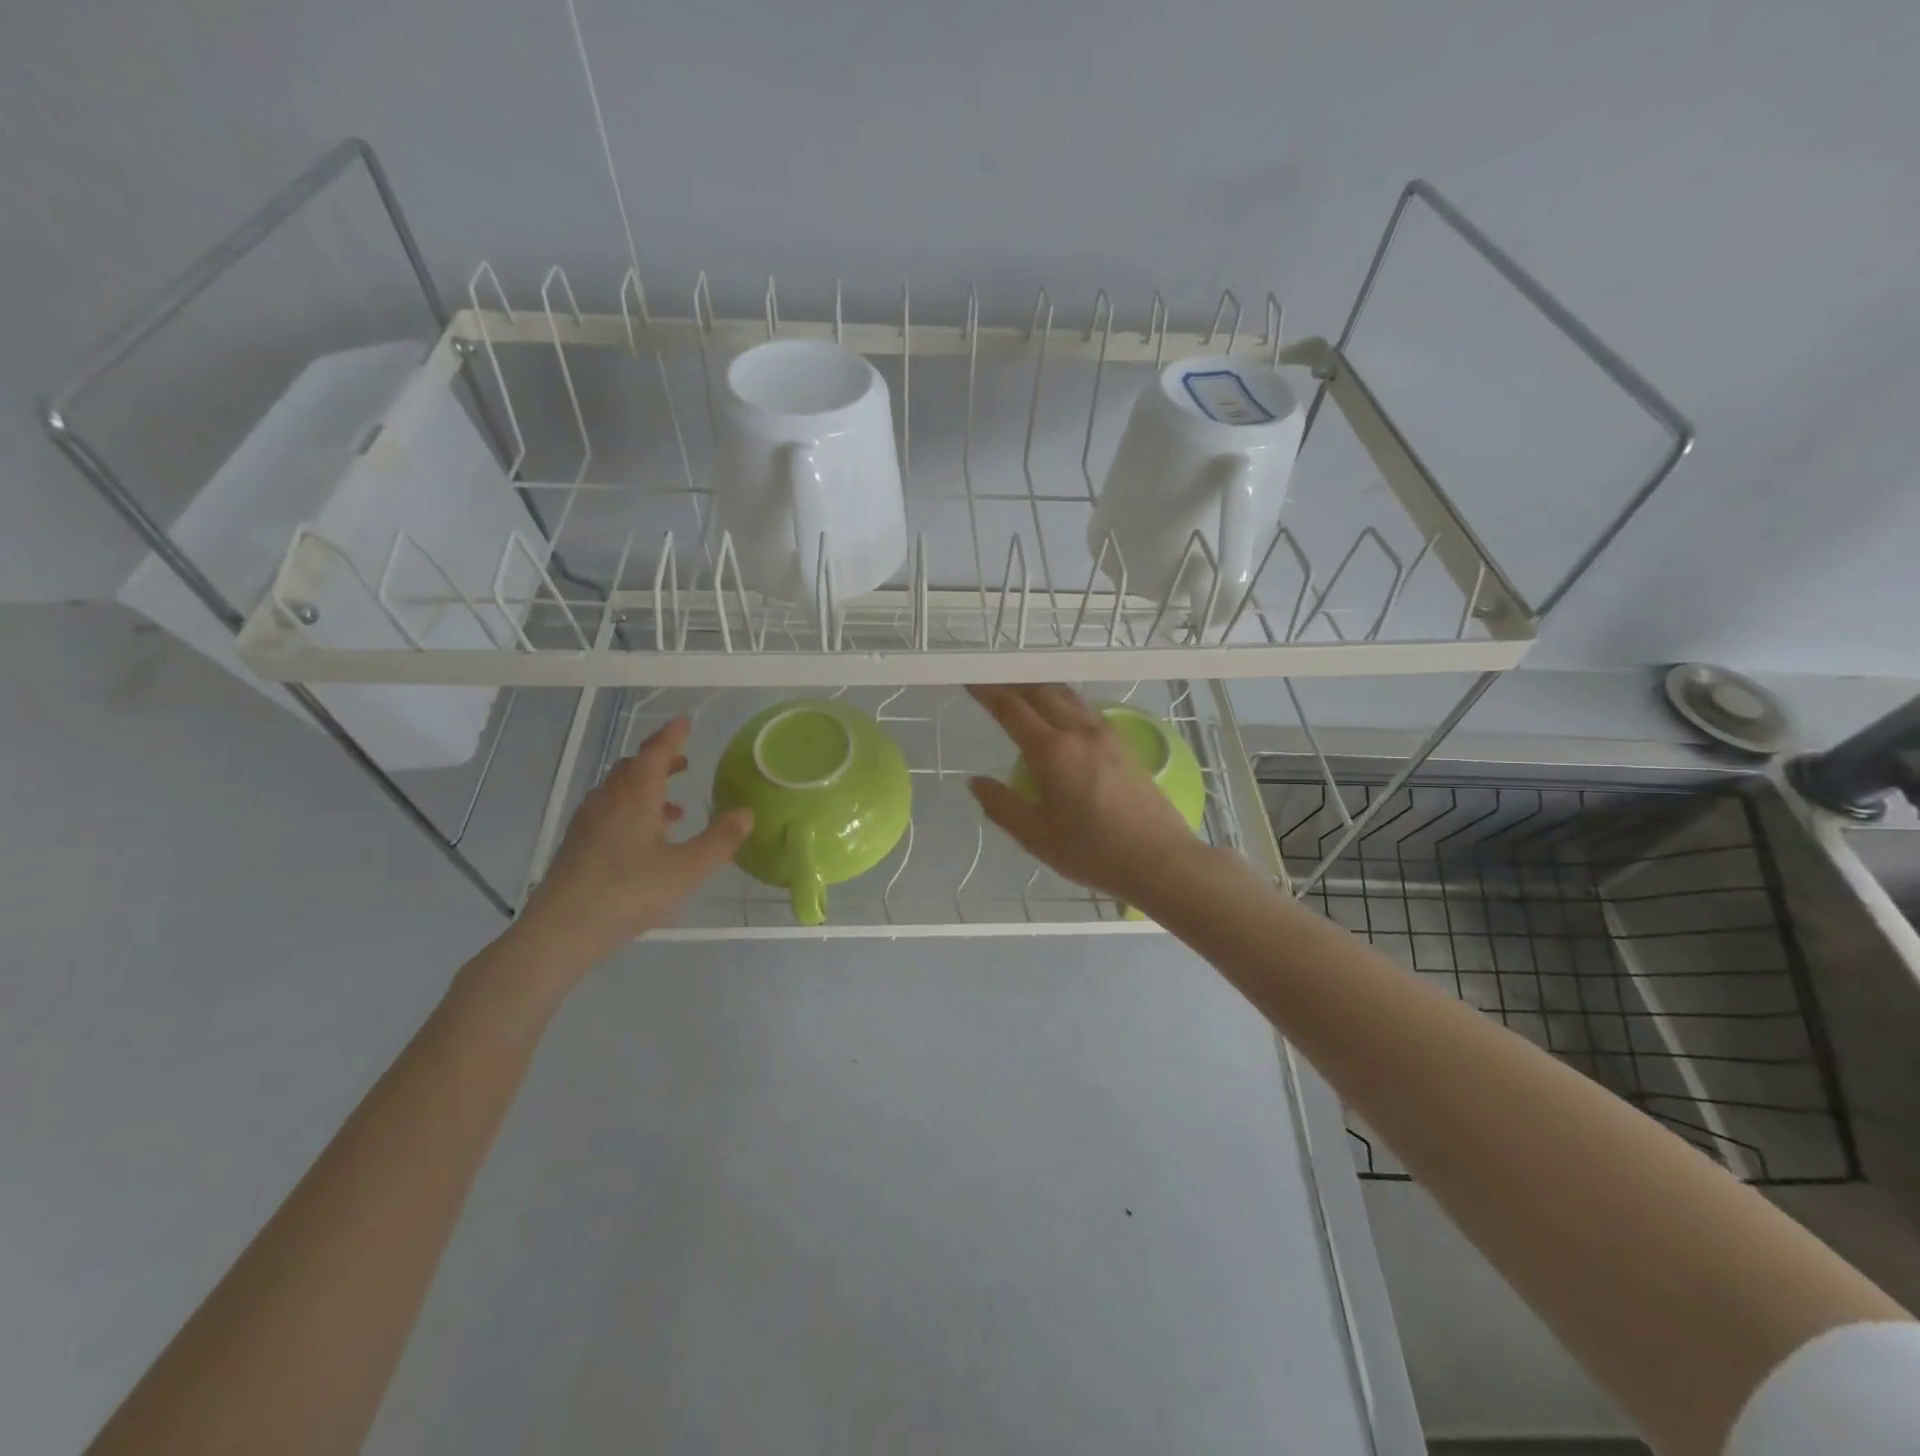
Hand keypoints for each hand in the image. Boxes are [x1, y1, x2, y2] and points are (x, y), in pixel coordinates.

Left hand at [517, 717, 751, 967]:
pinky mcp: (578, 844)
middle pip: (632, 767)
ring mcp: (588, 821)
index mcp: (636, 795)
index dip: (672, 735)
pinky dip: (632, 810)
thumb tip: (746, 813)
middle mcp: (609, 800)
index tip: (685, 721)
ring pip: (618, 791)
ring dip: (646, 788)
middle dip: (659, 760)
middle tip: (684, 762)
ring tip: (675, 808)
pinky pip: (609, 811)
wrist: (562, 929)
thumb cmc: (629, 892)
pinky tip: (647, 840)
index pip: (654, 752)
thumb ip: (719, 840)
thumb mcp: (687, 869)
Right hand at [967, 684, 1206, 907]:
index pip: (1012, 709)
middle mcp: (1080, 732)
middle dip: (1014, 682)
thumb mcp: (1037, 837)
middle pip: (1042, 691)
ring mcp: (1107, 735)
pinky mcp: (1125, 745)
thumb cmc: (1094, 852)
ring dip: (1041, 688)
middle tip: (992, 683)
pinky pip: (1086, 710)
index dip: (988, 692)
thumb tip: (976, 782)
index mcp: (1053, 752)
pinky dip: (1064, 702)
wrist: (1162, 860)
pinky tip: (1061, 717)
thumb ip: (1002, 806)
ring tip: (1023, 694)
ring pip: (1068, 696)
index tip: (970, 681)